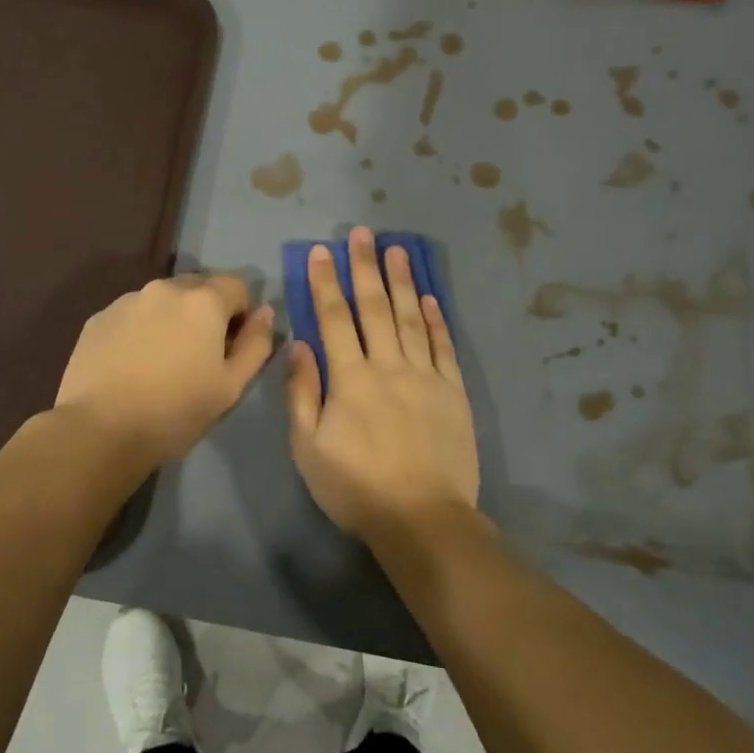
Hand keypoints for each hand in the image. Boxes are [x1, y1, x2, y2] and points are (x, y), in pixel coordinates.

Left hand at [55, 274, 275, 469]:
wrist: (100, 430)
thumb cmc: (176, 411)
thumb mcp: (231, 386)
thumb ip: (256, 344)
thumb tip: (265, 313)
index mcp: (203, 301)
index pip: (237, 285)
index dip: (242, 312)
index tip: (232, 345)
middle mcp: (165, 288)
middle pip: (198, 287)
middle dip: (206, 312)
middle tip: (199, 355)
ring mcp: (127, 300)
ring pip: (162, 300)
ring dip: (171, 319)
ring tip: (162, 361)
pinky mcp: (99, 318)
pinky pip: (132, 314)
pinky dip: (141, 329)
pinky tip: (133, 364)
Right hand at [286, 227, 478, 541]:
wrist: (422, 519)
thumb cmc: (356, 488)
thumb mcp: (308, 448)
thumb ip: (303, 393)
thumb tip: (300, 345)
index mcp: (351, 379)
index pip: (335, 319)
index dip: (326, 282)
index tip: (321, 252)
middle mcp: (389, 366)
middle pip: (376, 308)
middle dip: (365, 267)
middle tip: (363, 233)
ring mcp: (426, 377)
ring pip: (412, 318)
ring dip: (403, 282)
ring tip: (398, 249)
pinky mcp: (453, 392)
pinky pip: (444, 347)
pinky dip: (437, 319)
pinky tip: (431, 297)